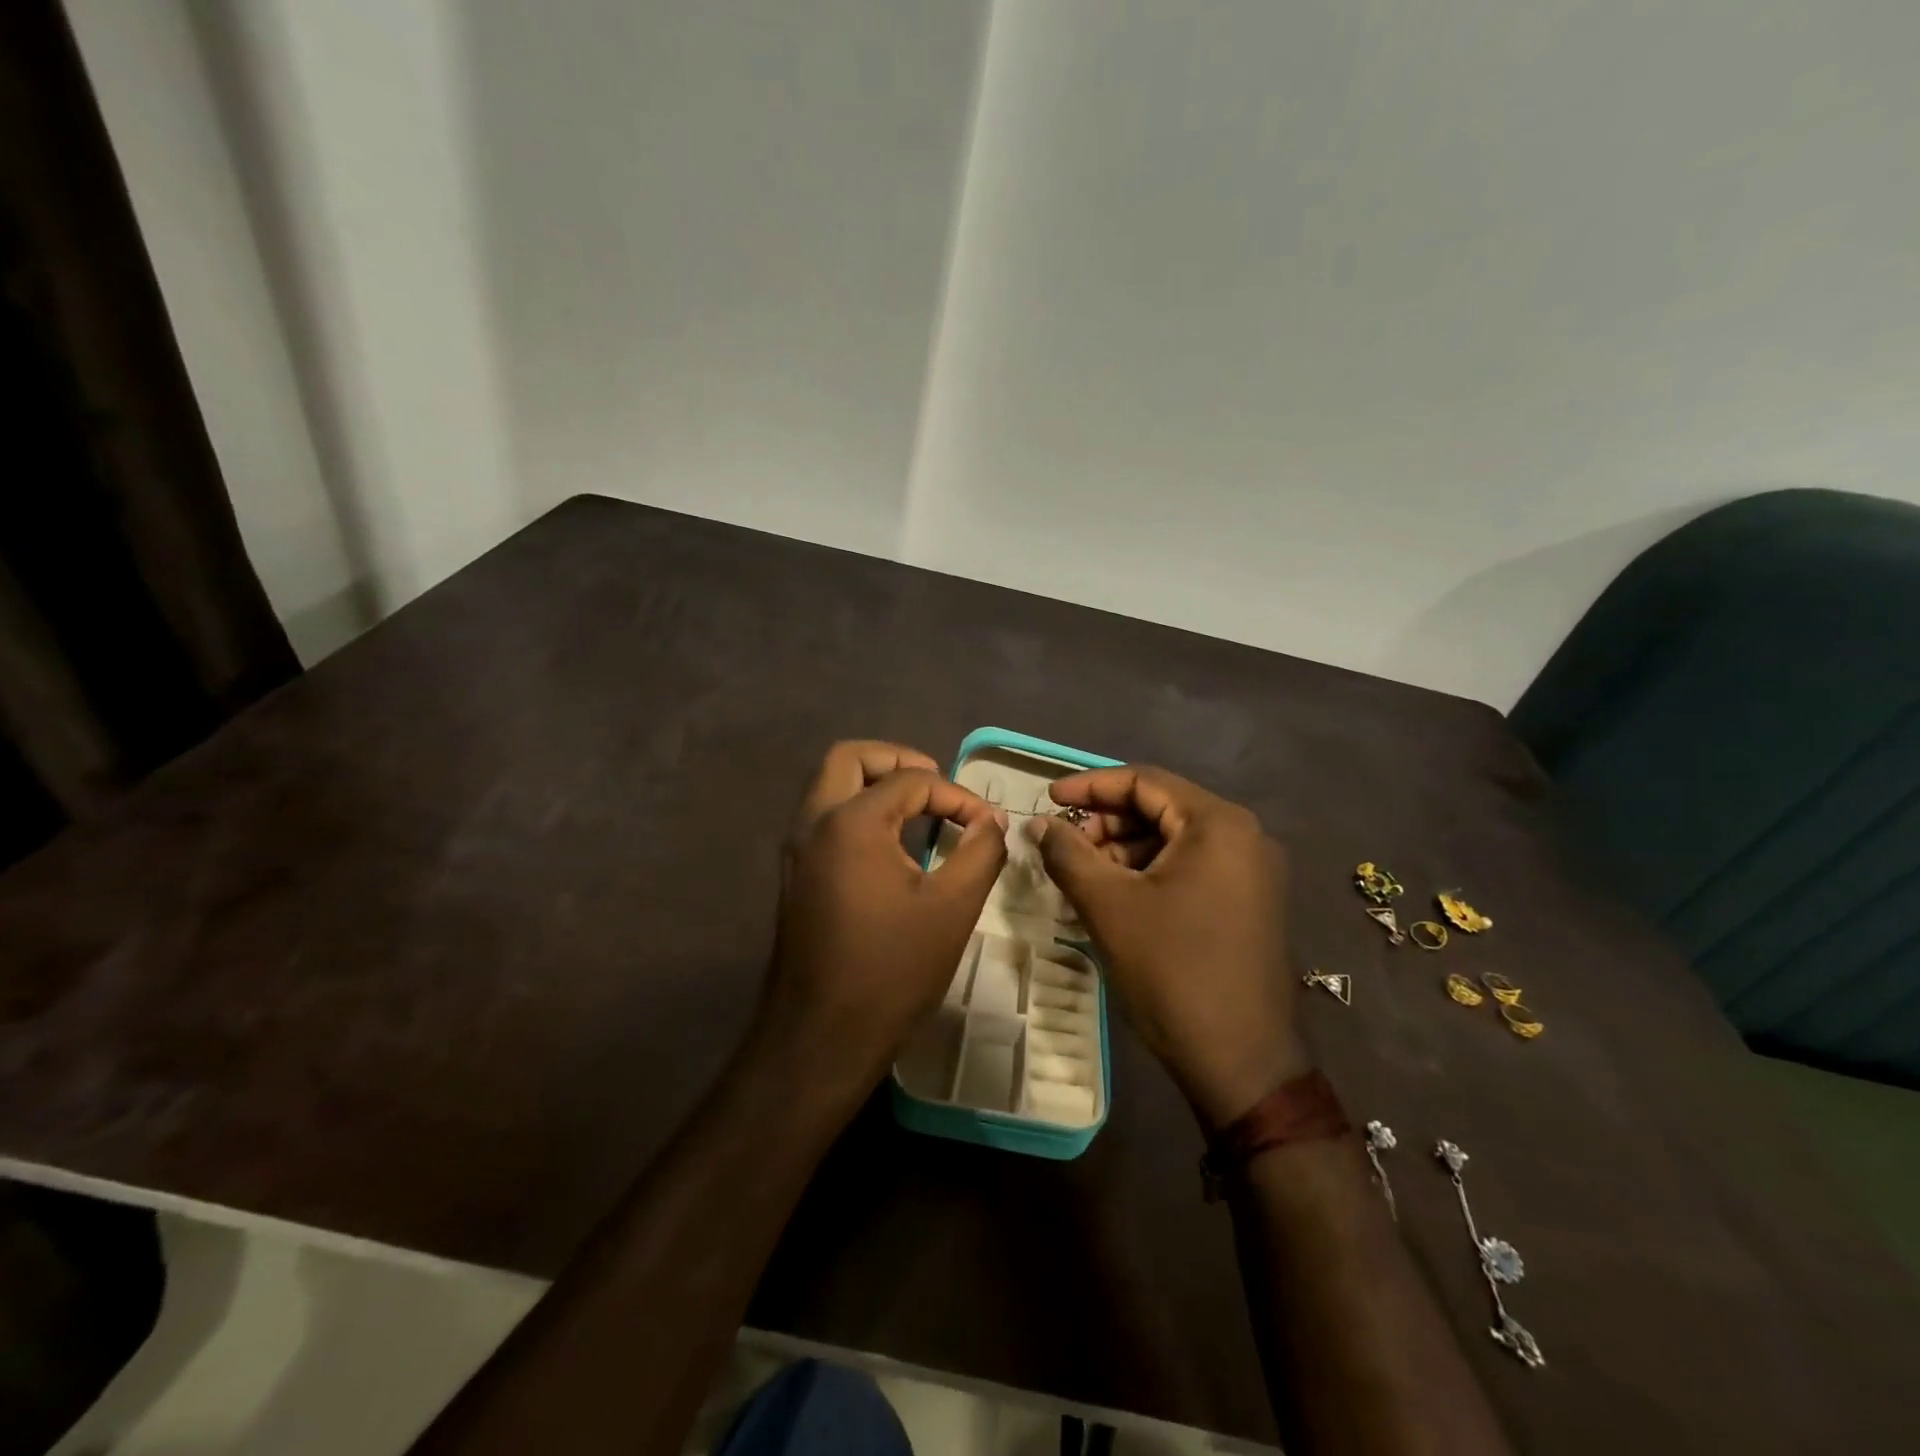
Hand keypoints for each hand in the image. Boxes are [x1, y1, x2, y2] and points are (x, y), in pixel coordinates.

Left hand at [758, 741, 1008, 1093]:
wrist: (821, 1036)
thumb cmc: (891, 970)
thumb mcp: (953, 907)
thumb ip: (980, 851)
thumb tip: (993, 820)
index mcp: (850, 822)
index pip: (910, 781)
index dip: (957, 794)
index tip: (987, 824)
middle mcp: (813, 822)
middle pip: (849, 758)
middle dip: (897, 760)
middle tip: (937, 782)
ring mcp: (796, 849)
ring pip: (830, 785)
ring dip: (873, 782)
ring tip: (919, 806)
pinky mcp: (794, 874)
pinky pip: (824, 817)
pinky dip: (857, 809)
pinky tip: (892, 842)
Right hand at [1027, 766, 1307, 1129]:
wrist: (1242, 1062)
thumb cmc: (1173, 971)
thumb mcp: (1109, 906)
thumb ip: (1068, 853)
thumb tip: (1040, 824)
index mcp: (1218, 824)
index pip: (1144, 781)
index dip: (1090, 786)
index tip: (1047, 799)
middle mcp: (1244, 836)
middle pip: (1160, 808)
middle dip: (1106, 822)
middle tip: (1063, 845)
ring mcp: (1251, 872)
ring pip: (1173, 841)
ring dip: (1123, 850)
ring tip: (1082, 875)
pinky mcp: (1248, 903)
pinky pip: (1190, 868)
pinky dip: (1148, 873)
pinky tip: (1115, 896)